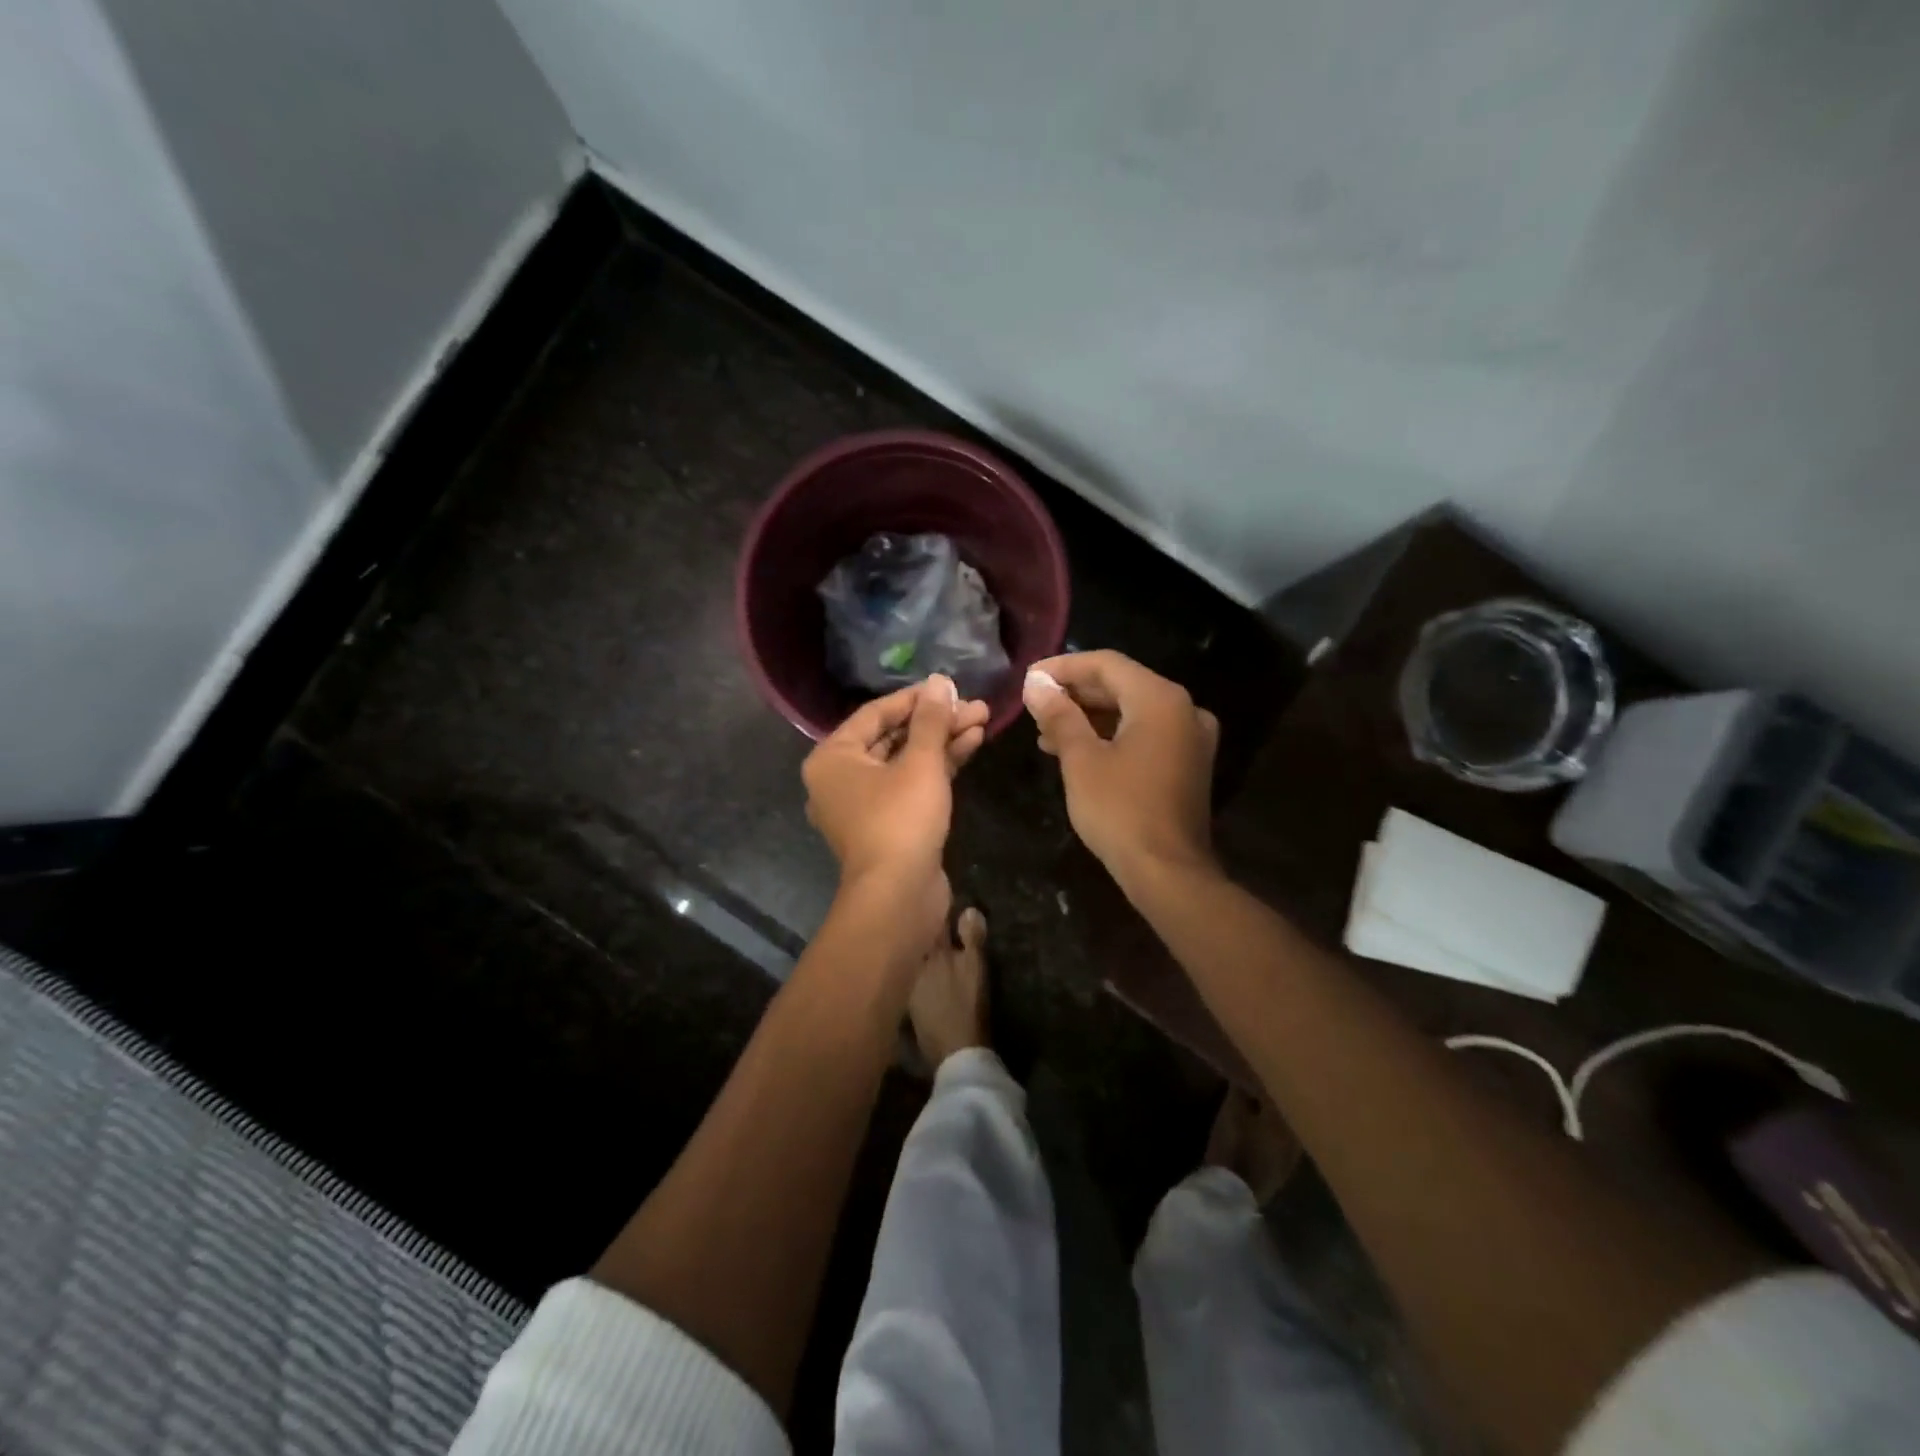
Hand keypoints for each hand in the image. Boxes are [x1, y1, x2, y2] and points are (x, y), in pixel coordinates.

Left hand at [803, 674, 989, 939]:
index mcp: (833, 758)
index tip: (949, 685)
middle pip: (892, 737)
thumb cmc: (901, 819)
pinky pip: (910, 785)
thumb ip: (930, 720)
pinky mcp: (888, 824)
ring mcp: (864, 804)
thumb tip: (939, 682)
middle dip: (936, 721)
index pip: (875, 713)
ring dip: (942, 742)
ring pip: (905, 762)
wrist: (899, 896)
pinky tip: (970, 745)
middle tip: (973, 706)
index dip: (915, 698)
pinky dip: (938, 767)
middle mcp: (841, 778)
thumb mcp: (920, 762)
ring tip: (981, 720)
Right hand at [1023, 651, 1218, 887]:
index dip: (1063, 668)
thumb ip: (1059, 714)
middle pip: (1121, 685)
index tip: (1028, 679)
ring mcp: (1190, 738)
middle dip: (1075, 694)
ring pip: (1131, 712)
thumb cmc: (1119, 810)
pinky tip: (1075, 750)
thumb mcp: (1081, 759)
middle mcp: (1183, 709)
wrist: (1167, 872)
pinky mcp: (1187, 764)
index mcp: (1160, 699)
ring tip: (1045, 732)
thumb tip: (1035, 685)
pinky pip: (1144, 734)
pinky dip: (1110, 736)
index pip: (1106, 664)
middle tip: (1034, 705)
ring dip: (1088, 717)